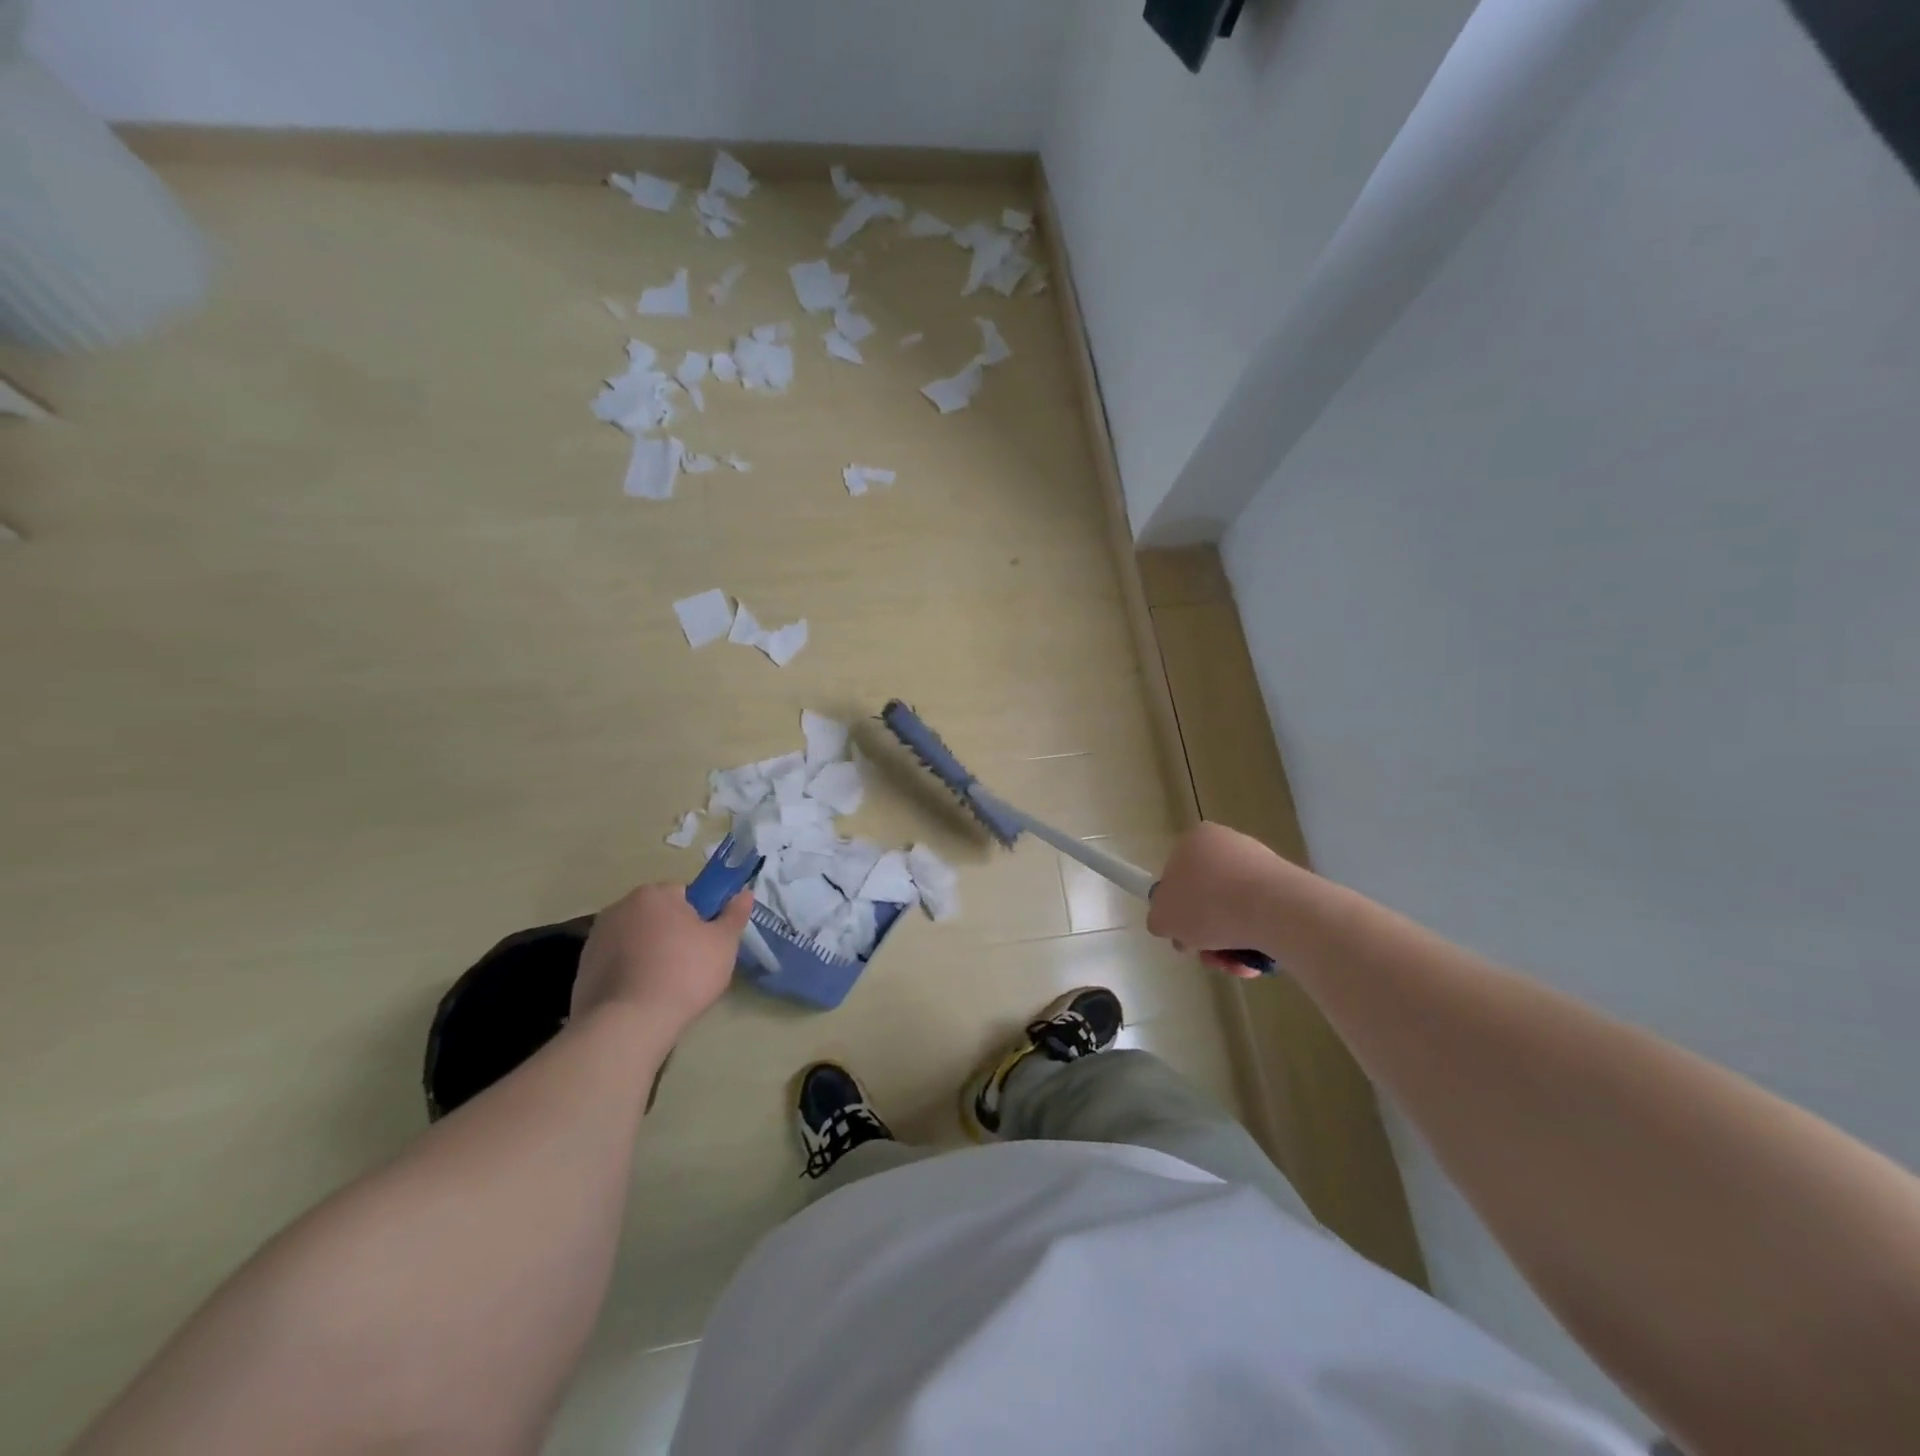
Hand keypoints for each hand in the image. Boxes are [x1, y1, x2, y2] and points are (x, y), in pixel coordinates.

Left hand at [571, 883, 752, 1035]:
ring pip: (636, 938)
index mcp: (654, 894)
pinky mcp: (583, 968)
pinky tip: (641, 997)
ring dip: (649, 952)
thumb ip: (734, 915)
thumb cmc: (684, 974)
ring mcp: (596, 938)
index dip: (701, 916)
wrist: (627, 1024)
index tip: (707, 941)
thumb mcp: (723, 944)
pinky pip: (617, 962)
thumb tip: (744, 893)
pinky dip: (629, 973)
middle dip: (673, 933)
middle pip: (657, 914)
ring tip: (664, 985)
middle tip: (691, 964)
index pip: (685, 894)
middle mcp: (620, 907)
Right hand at [1146, 822, 1288, 978]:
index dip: (1176, 909)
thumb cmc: (1208, 905)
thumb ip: (1159, 919)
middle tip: (1206, 954)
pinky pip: (1262, 917)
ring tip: (1233, 964)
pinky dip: (1255, 940)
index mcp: (1195, 840)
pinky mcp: (1287, 887)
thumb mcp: (1163, 918)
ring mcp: (1260, 864)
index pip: (1176, 875)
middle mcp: (1228, 844)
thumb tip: (1169, 923)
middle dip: (1205, 931)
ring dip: (1228, 942)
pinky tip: (1254, 960)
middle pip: (1207, 896)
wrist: (1275, 910)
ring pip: (1234, 910)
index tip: (1182, 933)